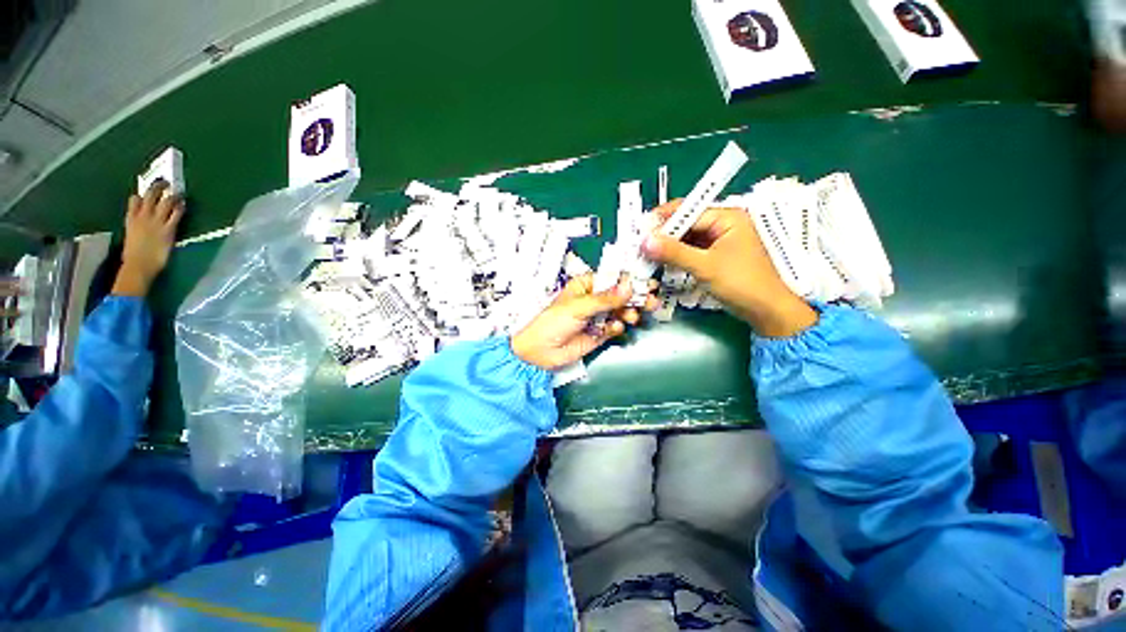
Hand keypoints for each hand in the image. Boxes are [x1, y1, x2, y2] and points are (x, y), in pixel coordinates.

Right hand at [112, 180, 184, 296]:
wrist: (139, 265)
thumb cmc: (134, 255)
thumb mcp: (131, 237)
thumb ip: (136, 228)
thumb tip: (141, 227)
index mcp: (130, 219)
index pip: (134, 200)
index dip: (141, 194)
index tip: (148, 189)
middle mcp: (142, 217)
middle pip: (150, 196)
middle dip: (158, 186)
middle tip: (166, 181)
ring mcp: (155, 222)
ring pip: (164, 202)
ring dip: (172, 195)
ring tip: (179, 190)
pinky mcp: (168, 229)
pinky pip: (176, 215)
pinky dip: (180, 208)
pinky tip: (184, 204)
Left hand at [512, 274, 658, 369]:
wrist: (539, 352)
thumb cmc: (553, 322)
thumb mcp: (579, 307)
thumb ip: (605, 299)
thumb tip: (629, 286)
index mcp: (586, 286)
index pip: (612, 279)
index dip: (629, 280)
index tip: (647, 283)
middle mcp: (593, 299)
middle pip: (620, 295)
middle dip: (635, 298)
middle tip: (651, 300)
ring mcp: (597, 317)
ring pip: (620, 311)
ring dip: (629, 313)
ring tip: (632, 317)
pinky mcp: (599, 333)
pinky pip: (614, 327)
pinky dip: (617, 327)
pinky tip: (615, 328)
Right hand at [641, 200, 815, 337]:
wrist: (765, 311)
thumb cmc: (741, 283)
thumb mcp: (705, 266)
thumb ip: (674, 252)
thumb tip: (644, 240)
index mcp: (727, 217)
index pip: (688, 211)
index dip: (663, 220)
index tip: (640, 230)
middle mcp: (722, 225)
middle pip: (686, 224)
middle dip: (663, 234)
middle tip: (639, 244)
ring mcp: (718, 241)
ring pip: (686, 239)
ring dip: (667, 246)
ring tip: (645, 253)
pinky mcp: (714, 257)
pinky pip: (690, 251)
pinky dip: (675, 256)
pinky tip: (660, 262)